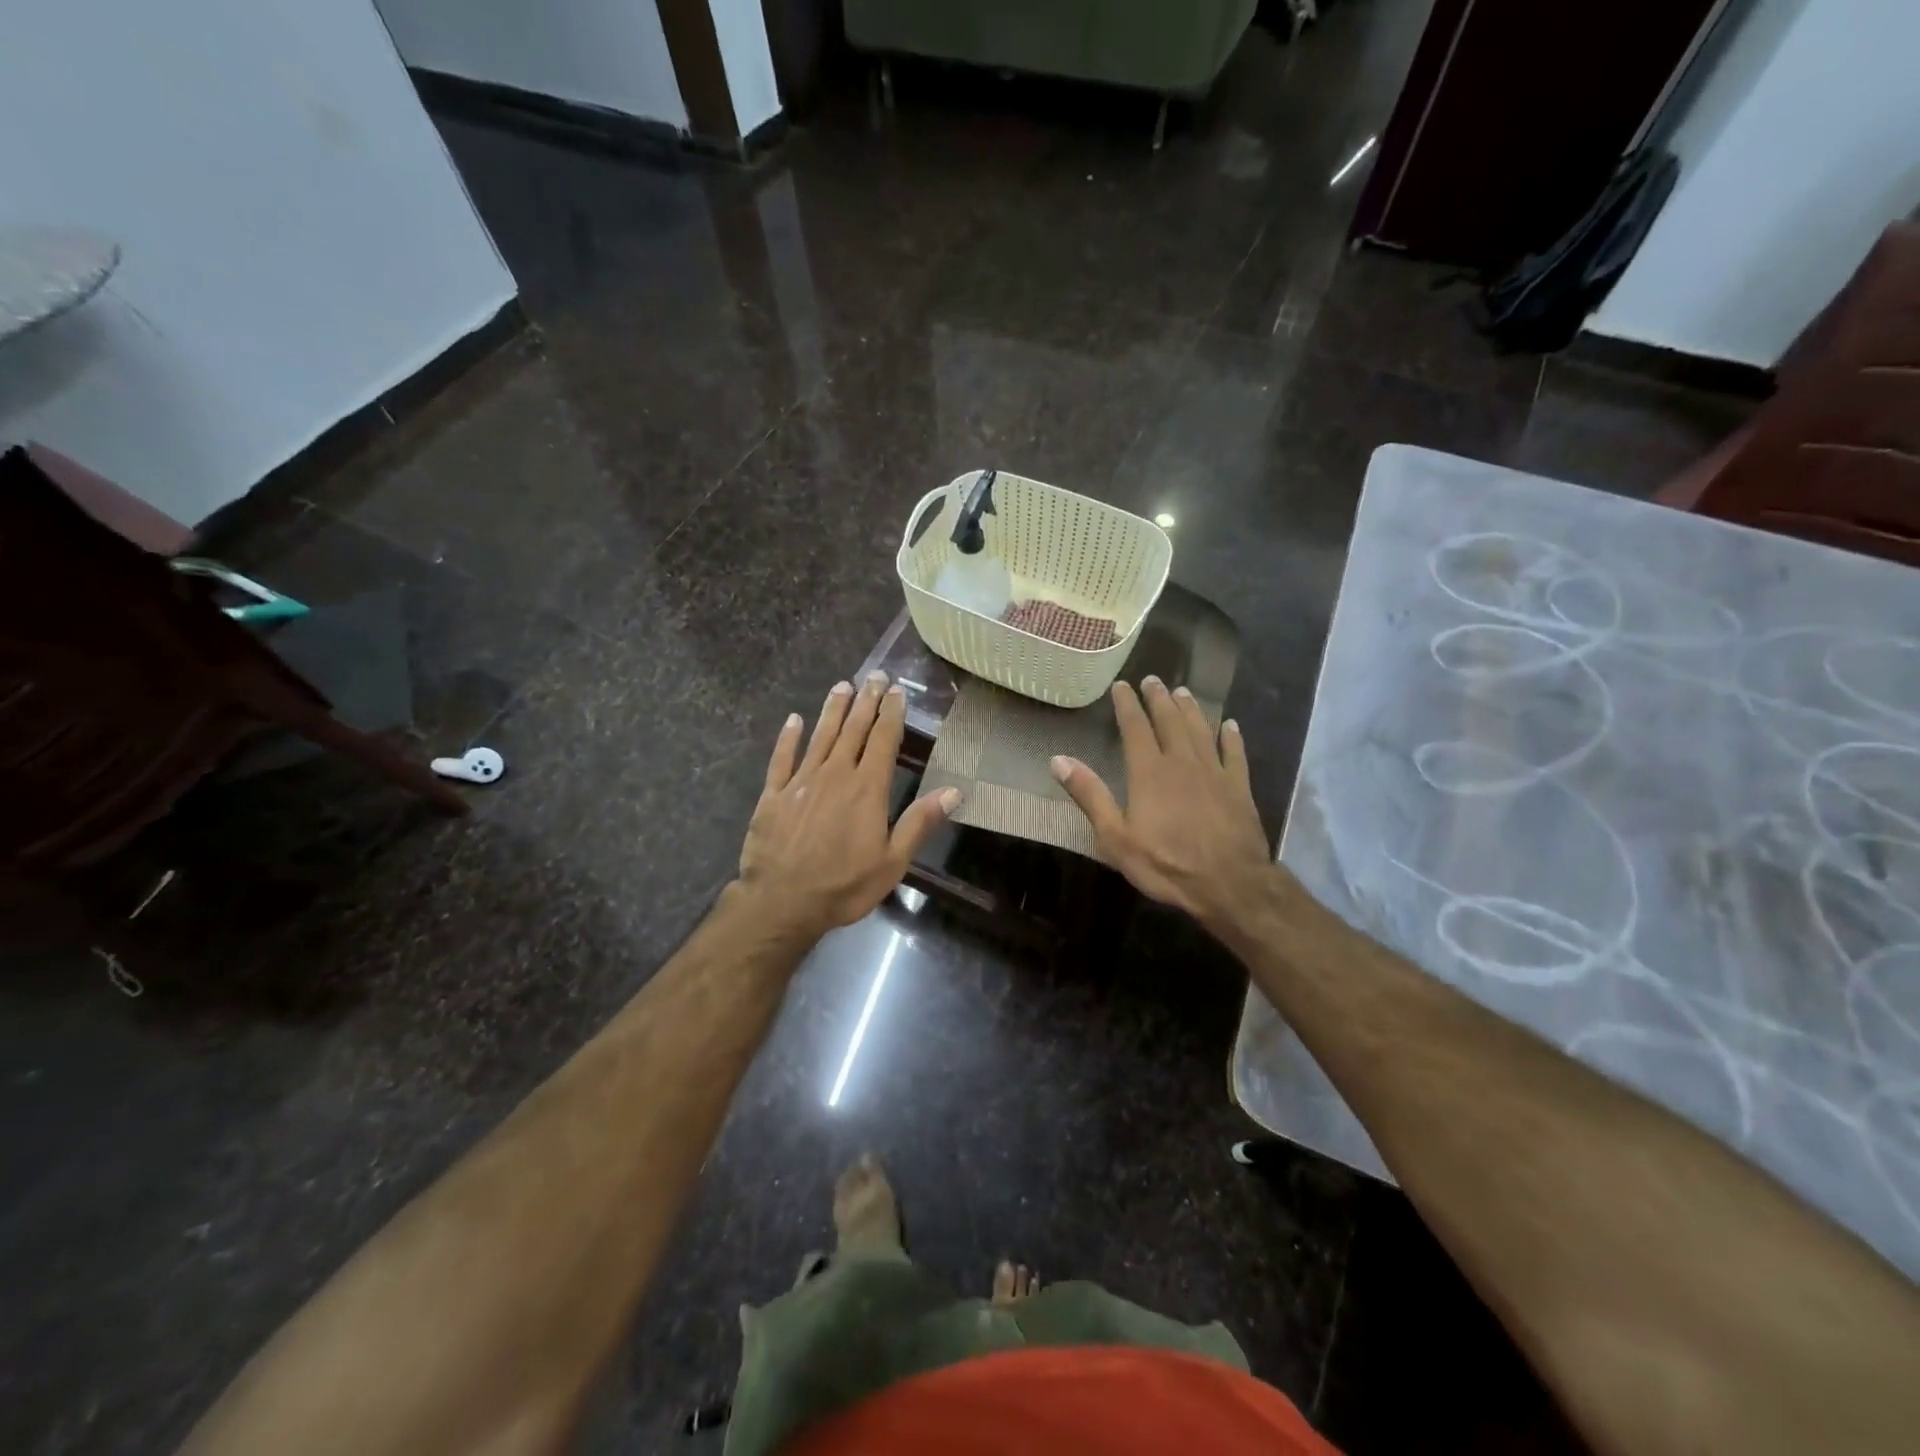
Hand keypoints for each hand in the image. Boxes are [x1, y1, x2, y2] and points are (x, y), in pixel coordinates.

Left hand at [736, 671, 958, 940]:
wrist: (782, 902)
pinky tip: (794, 720)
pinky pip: (782, 757)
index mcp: (867, 788)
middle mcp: (834, 774)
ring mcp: (801, 781)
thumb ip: (920, 822)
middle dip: (865, 701)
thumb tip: (955, 791)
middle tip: (873, 675)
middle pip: (853, 729)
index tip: (896, 691)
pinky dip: (788, 737)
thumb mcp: (892, 861)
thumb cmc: (844, 885)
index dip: (891, 713)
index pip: (883, 740)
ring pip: (820, 735)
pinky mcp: (773, 794)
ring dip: (832, 709)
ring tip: (842, 686)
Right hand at [1051, 677, 1272, 928]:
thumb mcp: (1115, 837)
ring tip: (1183, 692)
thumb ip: (1090, 795)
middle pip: (1170, 721)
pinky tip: (1230, 725)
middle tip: (1153, 680)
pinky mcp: (1239, 787)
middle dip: (1159, 698)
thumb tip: (1058, 760)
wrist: (1229, 884)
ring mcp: (1214, 772)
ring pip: (1201, 730)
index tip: (1121, 686)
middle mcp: (1182, 762)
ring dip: (1191, 709)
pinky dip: (1231, 737)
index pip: (1135, 728)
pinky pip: (1235, 754)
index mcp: (1149, 772)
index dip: (1127, 705)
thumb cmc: (1166, 864)